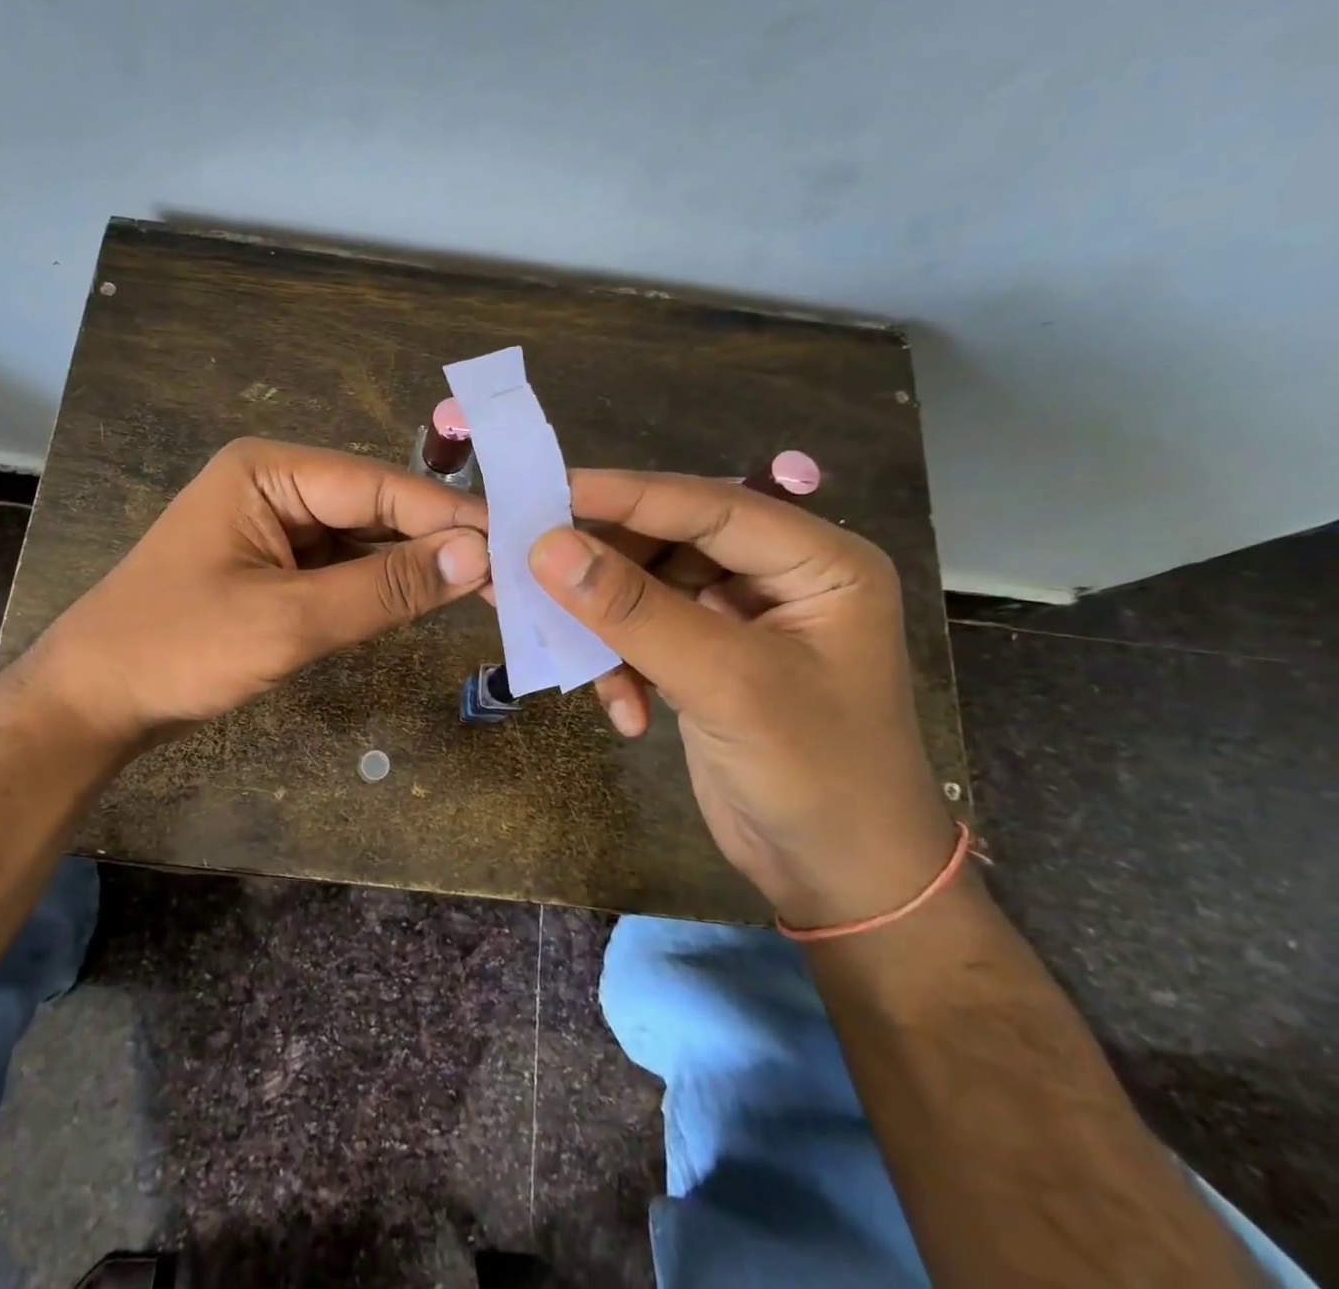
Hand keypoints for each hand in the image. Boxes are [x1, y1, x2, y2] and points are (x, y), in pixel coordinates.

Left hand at [21, 438, 489, 753]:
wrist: (94, 701)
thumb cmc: (179, 649)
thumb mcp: (289, 621)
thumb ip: (385, 588)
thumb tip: (476, 556)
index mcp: (269, 471)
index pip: (379, 486)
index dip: (449, 517)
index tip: (517, 542)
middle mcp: (276, 485)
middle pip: (375, 508)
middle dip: (436, 541)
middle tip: (513, 572)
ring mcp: (274, 526)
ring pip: (362, 539)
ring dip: (414, 565)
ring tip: (487, 587)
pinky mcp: (275, 566)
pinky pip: (341, 567)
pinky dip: (380, 586)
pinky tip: (426, 597)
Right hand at [527, 471, 957, 929]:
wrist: (841, 883)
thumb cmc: (815, 774)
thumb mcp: (724, 683)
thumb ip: (633, 611)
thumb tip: (545, 546)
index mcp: (816, 562)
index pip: (708, 505)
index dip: (625, 496)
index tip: (546, 492)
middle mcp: (778, 579)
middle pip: (670, 543)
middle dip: (605, 568)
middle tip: (533, 569)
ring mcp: (739, 621)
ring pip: (646, 591)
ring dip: (607, 628)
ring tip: (569, 652)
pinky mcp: (708, 661)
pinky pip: (644, 636)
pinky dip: (622, 667)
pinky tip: (625, 713)